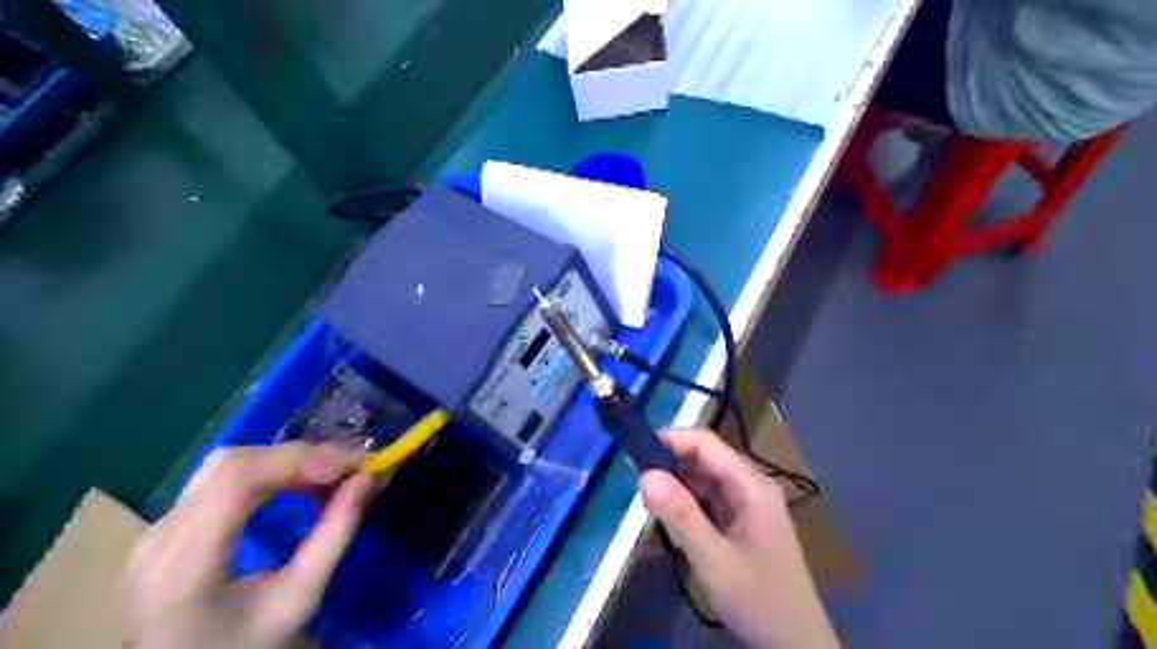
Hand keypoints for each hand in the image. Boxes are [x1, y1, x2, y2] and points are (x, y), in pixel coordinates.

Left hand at [130, 444, 375, 646]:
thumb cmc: (249, 644)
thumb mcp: (300, 598)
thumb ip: (334, 536)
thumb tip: (368, 479)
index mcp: (184, 565)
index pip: (238, 480)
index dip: (301, 460)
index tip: (355, 464)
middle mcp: (161, 537)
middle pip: (233, 464)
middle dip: (302, 456)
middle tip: (352, 466)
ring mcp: (158, 528)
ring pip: (228, 463)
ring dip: (287, 459)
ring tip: (331, 473)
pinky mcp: (169, 524)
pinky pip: (223, 476)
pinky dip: (270, 469)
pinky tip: (300, 480)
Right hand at [637, 429, 837, 645]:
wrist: (796, 644)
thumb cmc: (759, 599)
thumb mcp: (714, 559)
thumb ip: (680, 515)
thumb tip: (645, 474)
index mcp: (751, 485)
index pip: (706, 443)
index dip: (671, 439)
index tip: (635, 450)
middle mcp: (751, 486)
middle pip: (705, 458)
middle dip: (669, 462)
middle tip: (634, 478)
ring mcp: (748, 504)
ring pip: (705, 479)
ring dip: (676, 484)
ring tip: (646, 499)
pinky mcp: (742, 522)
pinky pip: (709, 500)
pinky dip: (686, 503)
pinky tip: (669, 517)